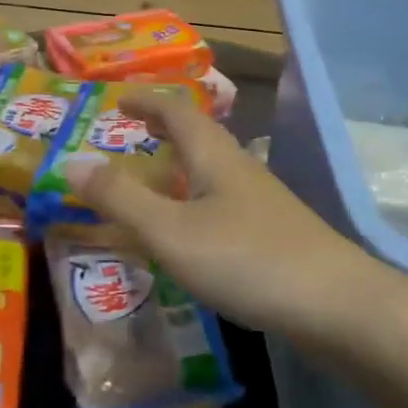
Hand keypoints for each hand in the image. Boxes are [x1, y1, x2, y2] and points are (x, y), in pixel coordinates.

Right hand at [63, 91, 400, 344]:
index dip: (146, 101)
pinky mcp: (273, 233)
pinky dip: (194, 200)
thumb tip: (70, 163)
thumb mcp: (169, 231)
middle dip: (162, 129)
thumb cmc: (246, 259)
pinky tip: (189, 232)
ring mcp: (261, 202)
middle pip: (198, 136)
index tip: (118, 99)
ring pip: (211, 170)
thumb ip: (119, 198)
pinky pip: (221, 201)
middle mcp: (239, 168)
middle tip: (131, 133)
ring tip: (151, 181)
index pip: (176, 110)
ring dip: (178, 166)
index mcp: (214, 156)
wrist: (337, 307)